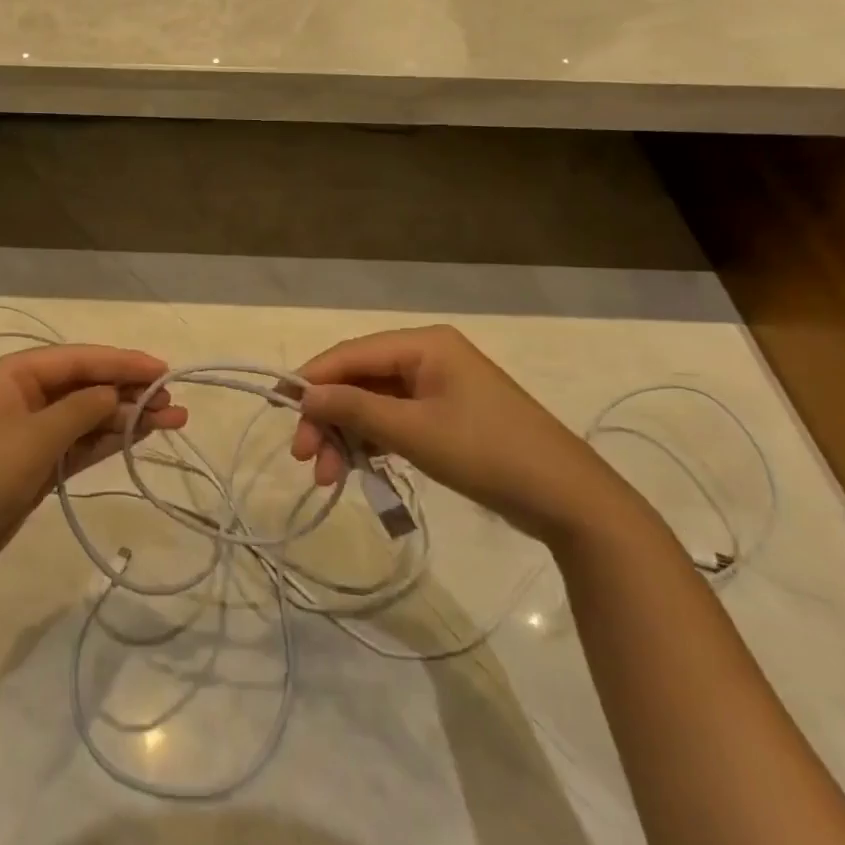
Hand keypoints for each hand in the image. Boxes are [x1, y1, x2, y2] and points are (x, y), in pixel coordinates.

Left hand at [0, 345, 188, 589]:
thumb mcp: (34, 438)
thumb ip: (82, 410)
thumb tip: (117, 392)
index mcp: (12, 374)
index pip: (78, 359)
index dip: (122, 362)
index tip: (163, 368)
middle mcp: (22, 396)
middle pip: (85, 385)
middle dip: (129, 390)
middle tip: (173, 400)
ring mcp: (28, 433)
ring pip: (87, 416)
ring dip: (126, 417)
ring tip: (173, 420)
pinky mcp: (34, 466)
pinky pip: (78, 444)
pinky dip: (107, 441)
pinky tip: (139, 437)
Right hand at [290, 325, 624, 544]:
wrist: (567, 499)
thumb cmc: (488, 453)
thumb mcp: (414, 431)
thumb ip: (355, 409)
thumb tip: (303, 395)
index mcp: (424, 344)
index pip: (351, 353)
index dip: (311, 379)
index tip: (277, 408)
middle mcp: (427, 356)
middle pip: (360, 380)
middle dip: (329, 418)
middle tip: (304, 458)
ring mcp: (438, 387)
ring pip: (373, 404)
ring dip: (347, 437)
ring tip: (327, 478)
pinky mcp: (445, 417)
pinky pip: (394, 421)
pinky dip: (372, 444)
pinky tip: (356, 471)